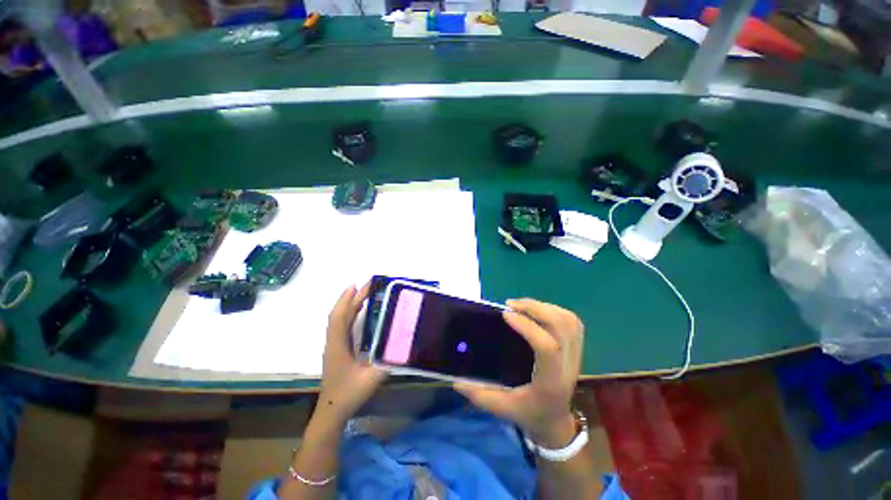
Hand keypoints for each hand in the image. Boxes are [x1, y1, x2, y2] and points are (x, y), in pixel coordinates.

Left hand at [317, 284, 386, 423]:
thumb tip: (404, 346)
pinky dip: (349, 313)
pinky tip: (359, 311)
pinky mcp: (337, 348)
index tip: (357, 285)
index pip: (339, 318)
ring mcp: (334, 345)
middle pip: (340, 315)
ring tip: (365, 292)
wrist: (331, 411)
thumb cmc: (348, 395)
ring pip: (339, 319)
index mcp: (338, 346)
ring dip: (350, 304)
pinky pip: (342, 325)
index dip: (346, 300)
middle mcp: (333, 342)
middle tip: (368, 284)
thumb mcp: (371, 380)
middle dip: (352, 297)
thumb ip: (388, 363)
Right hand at [455, 299, 583, 446]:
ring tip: (521, 305)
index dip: (528, 327)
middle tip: (511, 305)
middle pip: (562, 327)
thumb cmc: (529, 414)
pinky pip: (571, 321)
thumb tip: (456, 379)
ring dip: (544, 307)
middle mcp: (568, 365)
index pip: (547, 348)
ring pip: (568, 321)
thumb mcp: (501, 408)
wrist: (555, 421)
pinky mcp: (576, 348)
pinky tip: (536, 311)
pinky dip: (554, 310)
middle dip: (535, 309)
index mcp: (550, 382)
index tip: (505, 314)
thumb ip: (478, 395)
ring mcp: (576, 355)